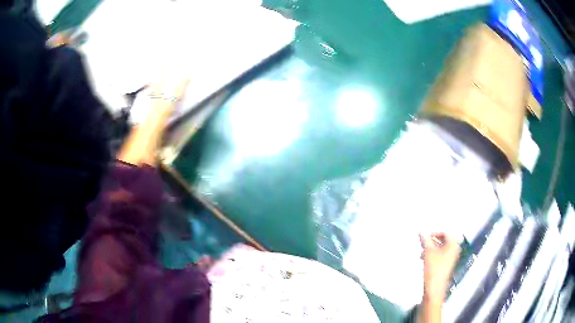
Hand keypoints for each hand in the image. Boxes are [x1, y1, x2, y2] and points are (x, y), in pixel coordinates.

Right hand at [420, 232, 461, 301]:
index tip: (425, 237)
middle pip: (443, 239)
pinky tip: (424, 259)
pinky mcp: (446, 265)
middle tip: (422, 244)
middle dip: (432, 241)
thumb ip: (425, 240)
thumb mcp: (428, 252)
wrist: (435, 288)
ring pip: (441, 248)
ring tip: (422, 252)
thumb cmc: (434, 269)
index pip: (445, 232)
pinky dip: (433, 254)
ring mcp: (451, 258)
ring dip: (431, 248)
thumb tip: (421, 231)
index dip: (434, 232)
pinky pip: (440, 255)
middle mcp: (454, 249)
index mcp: (453, 244)